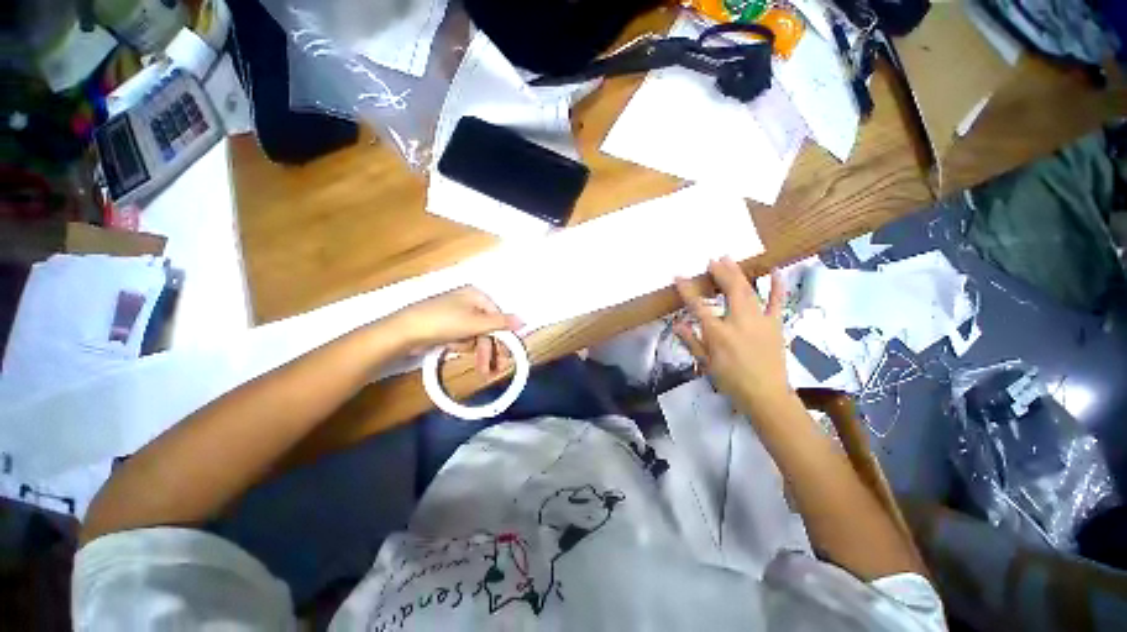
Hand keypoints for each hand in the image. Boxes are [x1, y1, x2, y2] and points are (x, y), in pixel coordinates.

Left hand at [384, 287, 521, 374]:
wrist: (404, 332)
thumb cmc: (443, 322)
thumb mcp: (476, 323)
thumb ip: (501, 323)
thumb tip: (524, 321)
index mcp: (477, 296)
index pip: (499, 317)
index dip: (503, 337)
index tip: (507, 356)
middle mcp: (468, 302)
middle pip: (488, 327)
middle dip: (488, 349)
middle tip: (491, 369)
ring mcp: (457, 313)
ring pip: (476, 335)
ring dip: (472, 347)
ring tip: (461, 352)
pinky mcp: (447, 325)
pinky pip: (462, 336)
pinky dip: (459, 344)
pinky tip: (450, 346)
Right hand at [674, 257, 790, 411]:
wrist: (765, 394)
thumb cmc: (731, 379)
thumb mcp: (705, 362)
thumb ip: (691, 340)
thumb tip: (677, 324)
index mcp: (718, 332)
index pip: (698, 305)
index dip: (687, 289)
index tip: (679, 276)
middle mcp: (738, 321)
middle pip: (729, 290)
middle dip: (719, 272)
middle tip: (711, 259)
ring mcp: (759, 320)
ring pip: (748, 290)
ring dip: (738, 273)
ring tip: (729, 259)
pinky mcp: (775, 324)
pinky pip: (777, 301)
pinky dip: (777, 286)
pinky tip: (775, 271)